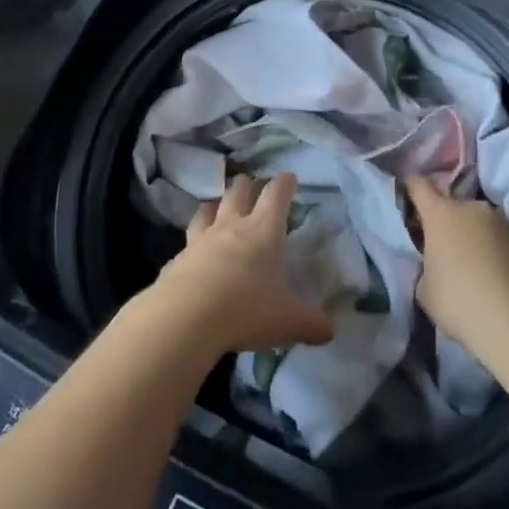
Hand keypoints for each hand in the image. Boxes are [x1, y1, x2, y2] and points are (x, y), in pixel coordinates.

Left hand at [151, 174, 333, 355]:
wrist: (185, 319)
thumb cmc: (245, 310)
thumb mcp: (287, 322)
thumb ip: (311, 324)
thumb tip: (331, 331)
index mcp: (263, 231)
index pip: (276, 194)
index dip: (284, 183)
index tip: (289, 177)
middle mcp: (231, 226)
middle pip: (238, 192)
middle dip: (247, 184)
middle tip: (253, 184)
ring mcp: (201, 240)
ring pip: (208, 209)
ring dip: (216, 204)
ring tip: (219, 205)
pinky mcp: (177, 258)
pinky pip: (188, 241)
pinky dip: (195, 241)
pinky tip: (195, 252)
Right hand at [403, 174, 508, 349]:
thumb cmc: (456, 300)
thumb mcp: (425, 288)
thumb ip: (425, 267)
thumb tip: (435, 265)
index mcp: (440, 214)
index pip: (420, 186)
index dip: (411, 187)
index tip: (407, 195)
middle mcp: (471, 207)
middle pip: (452, 206)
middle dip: (447, 221)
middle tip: (444, 248)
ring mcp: (500, 220)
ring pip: (479, 221)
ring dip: (473, 234)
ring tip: (474, 264)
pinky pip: (499, 237)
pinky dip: (494, 249)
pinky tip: (495, 274)